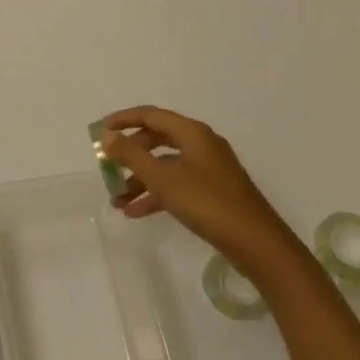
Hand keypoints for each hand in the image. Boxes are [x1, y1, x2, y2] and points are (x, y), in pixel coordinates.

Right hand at [100, 107, 292, 270]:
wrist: (258, 245)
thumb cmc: (208, 204)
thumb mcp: (164, 179)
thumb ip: (132, 156)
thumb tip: (108, 135)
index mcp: (192, 133)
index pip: (151, 115)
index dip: (124, 120)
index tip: (101, 130)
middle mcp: (201, 144)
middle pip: (157, 140)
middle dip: (131, 155)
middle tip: (108, 168)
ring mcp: (209, 169)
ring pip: (166, 166)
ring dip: (140, 180)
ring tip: (117, 201)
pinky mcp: (213, 192)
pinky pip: (177, 184)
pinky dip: (156, 194)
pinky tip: (137, 213)